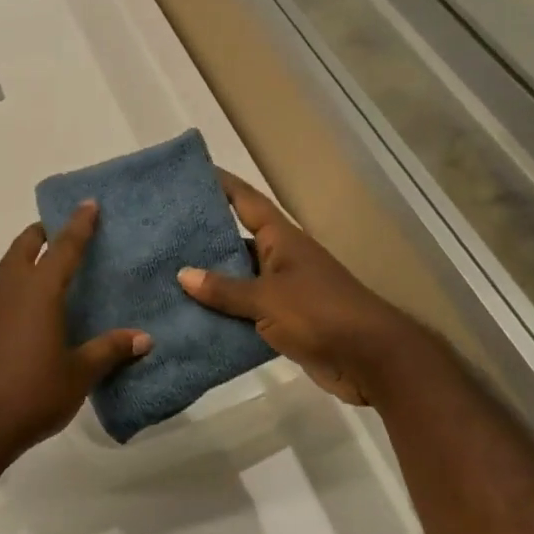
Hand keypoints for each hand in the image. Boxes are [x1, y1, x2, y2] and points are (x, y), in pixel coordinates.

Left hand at [0, 203, 151, 463]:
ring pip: (9, 266)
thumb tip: (144, 338)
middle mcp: (11, 289)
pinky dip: (18, 280)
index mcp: (39, 291)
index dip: (78, 225)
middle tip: (62, 230)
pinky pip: (2, 289)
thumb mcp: (78, 373)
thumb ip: (109, 350)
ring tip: (48, 261)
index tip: (88, 204)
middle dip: (42, 233)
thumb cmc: (32, 391)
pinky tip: (32, 302)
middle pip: (24, 246)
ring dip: (26, 255)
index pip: (63, 248)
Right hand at [178, 169, 422, 406]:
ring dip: (210, 280)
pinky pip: (245, 311)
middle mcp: (281, 259)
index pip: (247, 202)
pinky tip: (191, 316)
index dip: (223, 185)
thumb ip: (225, 289)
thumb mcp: (267, 299)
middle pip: (237, 240)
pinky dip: (222, 313)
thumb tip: (183, 274)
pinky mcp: (284, 322)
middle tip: (163, 232)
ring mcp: (284, 291)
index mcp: (281, 240)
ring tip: (166, 275)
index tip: (192, 174)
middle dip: (204, 237)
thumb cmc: (319, 314)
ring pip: (238, 279)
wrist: (371, 359)